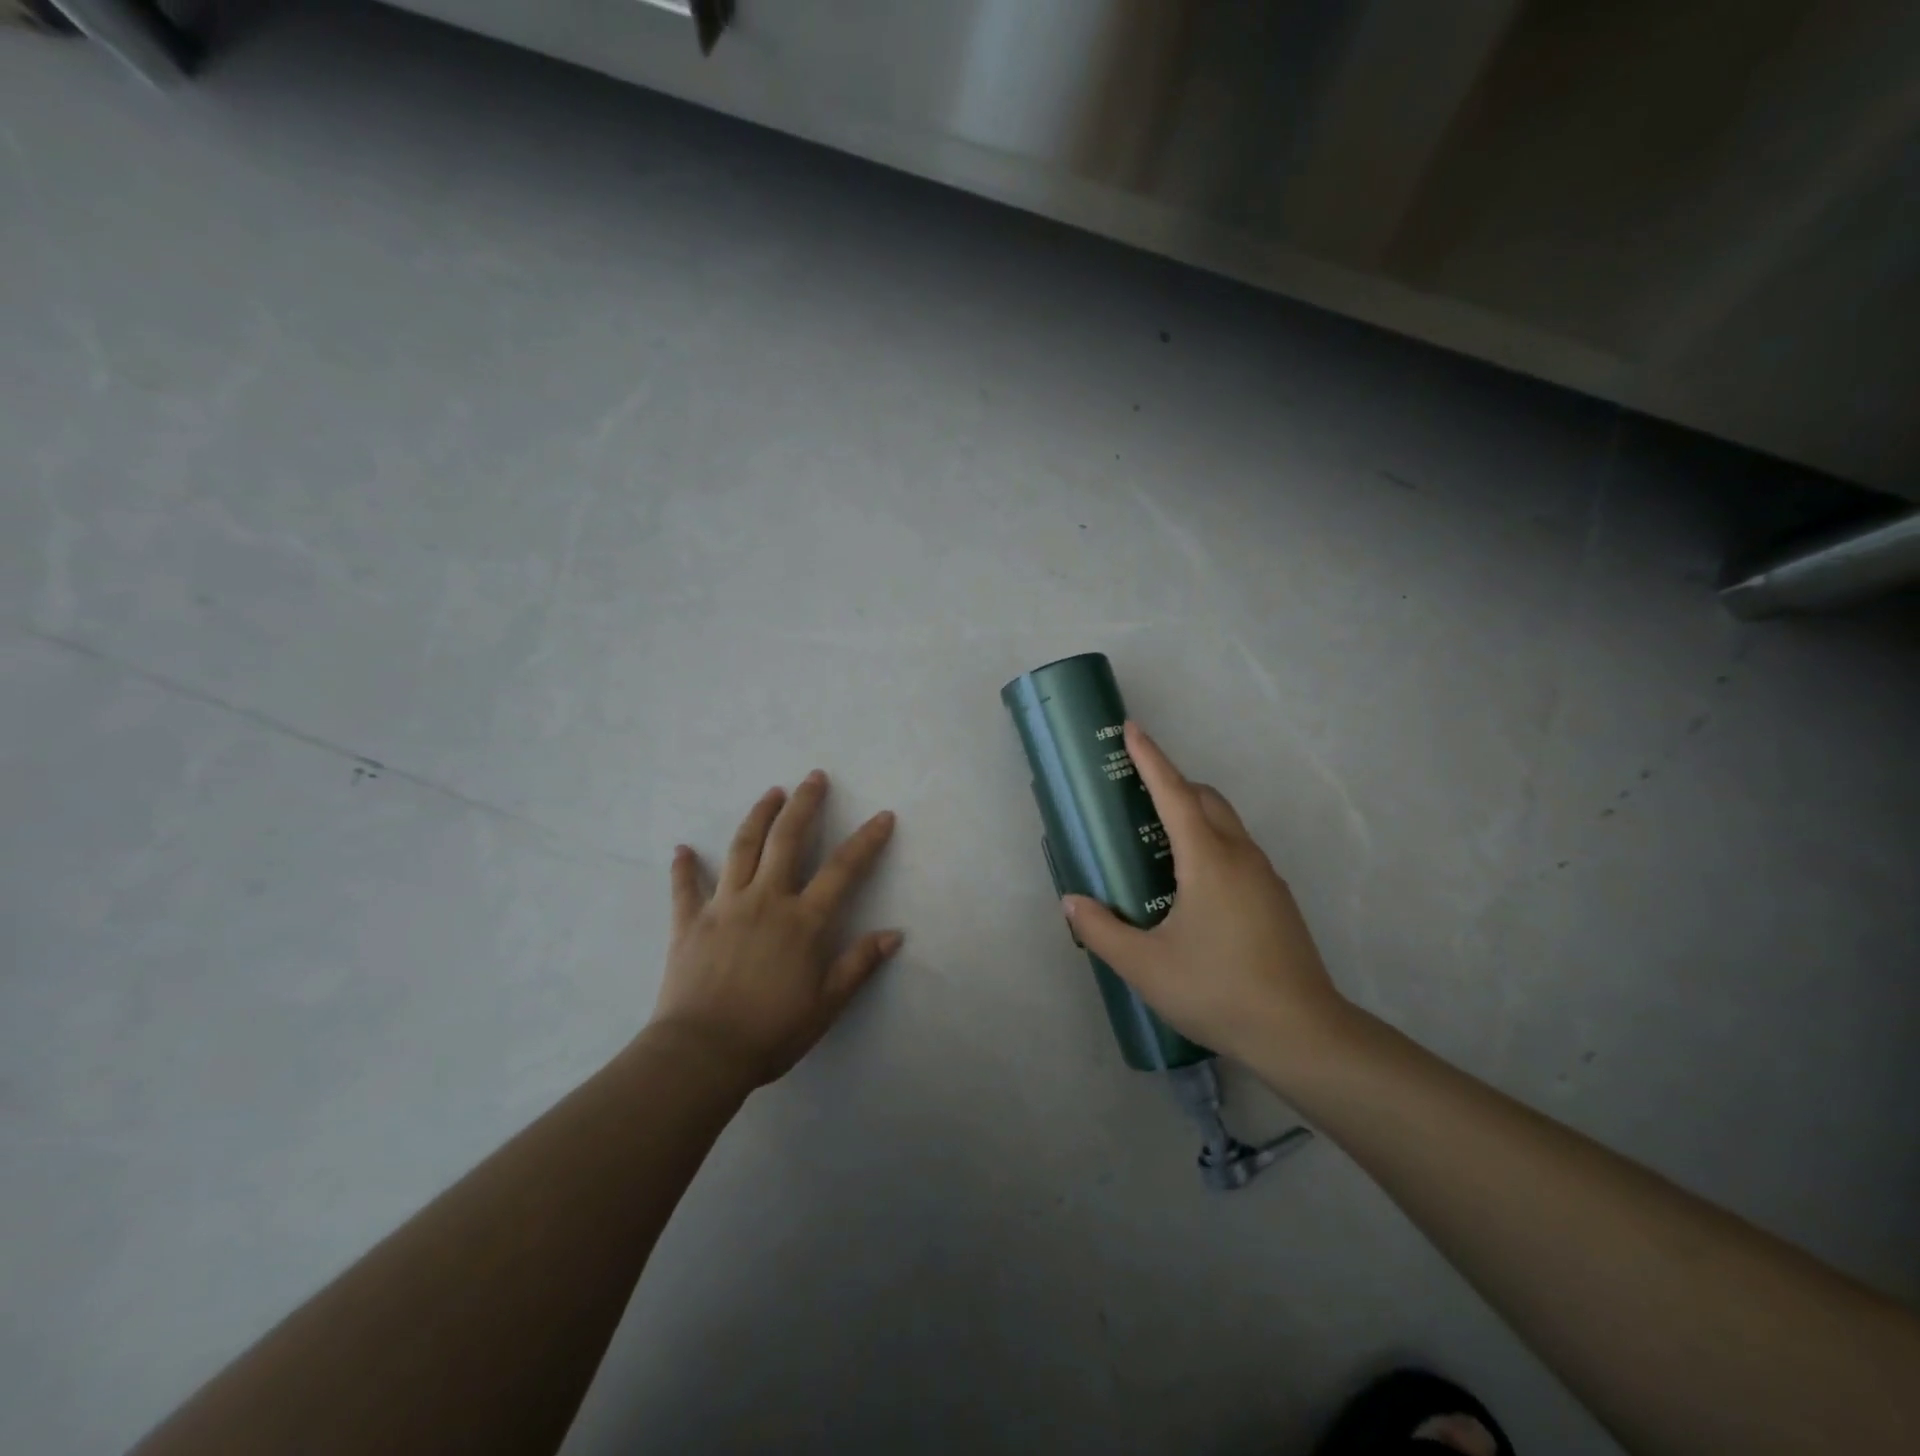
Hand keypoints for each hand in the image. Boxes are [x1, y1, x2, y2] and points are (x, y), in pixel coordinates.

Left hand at [650, 771, 901, 1087]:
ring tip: (771, 793)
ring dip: (758, 817)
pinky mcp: (689, 922)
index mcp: (803, 920)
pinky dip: (683, 867)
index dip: (867, 840)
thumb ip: (859, 964)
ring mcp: (724, 907)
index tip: (883, 815)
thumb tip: (894, 934)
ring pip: (741, 849)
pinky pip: (685, 888)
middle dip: (804, 804)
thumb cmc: (771, 1031)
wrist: (702, 1053)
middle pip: (787, 840)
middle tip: (814, 776)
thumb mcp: (826, 1004)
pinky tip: (681, 849)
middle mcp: (766, 900)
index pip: (843, 869)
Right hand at [1061, 722, 1353, 1076]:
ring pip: (1225, 824)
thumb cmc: (1217, 989)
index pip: (1173, 792)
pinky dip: (1209, 842)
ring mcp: (1265, 877)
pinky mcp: (1276, 899)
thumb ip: (1101, 930)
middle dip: (1171, 782)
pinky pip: (1237, 850)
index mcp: (1208, 859)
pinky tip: (1190, 885)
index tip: (1131, 728)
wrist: (1301, 1033)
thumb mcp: (1145, 966)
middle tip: (1135, 793)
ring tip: (1156, 840)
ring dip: (1192, 813)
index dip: (1150, 758)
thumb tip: (1072, 903)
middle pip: (1205, 799)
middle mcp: (1240, 855)